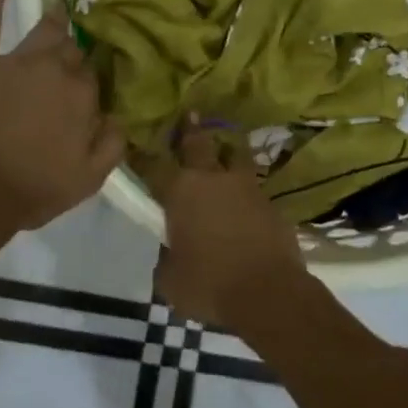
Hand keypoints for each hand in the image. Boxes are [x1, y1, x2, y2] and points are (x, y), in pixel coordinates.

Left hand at [0, 0, 124, 234]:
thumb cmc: (32, 190)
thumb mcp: (88, 179)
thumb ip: (113, 143)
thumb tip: (123, 115)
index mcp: (83, 96)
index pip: (95, 75)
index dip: (92, 78)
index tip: (91, 81)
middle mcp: (55, 69)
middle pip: (72, 49)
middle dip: (77, 48)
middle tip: (79, 46)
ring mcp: (15, 60)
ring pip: (43, 30)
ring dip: (55, 20)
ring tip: (62, 8)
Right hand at [144, 124, 307, 327]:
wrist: (269, 293)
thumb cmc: (210, 284)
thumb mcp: (171, 278)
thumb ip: (166, 256)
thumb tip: (171, 247)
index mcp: (181, 191)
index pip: (154, 166)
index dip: (142, 156)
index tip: (135, 145)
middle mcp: (213, 178)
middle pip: (199, 143)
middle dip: (191, 130)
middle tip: (189, 115)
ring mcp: (246, 186)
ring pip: (235, 156)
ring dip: (227, 152)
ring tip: (225, 151)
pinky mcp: (271, 202)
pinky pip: (254, 186)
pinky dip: (247, 189)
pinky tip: (246, 198)